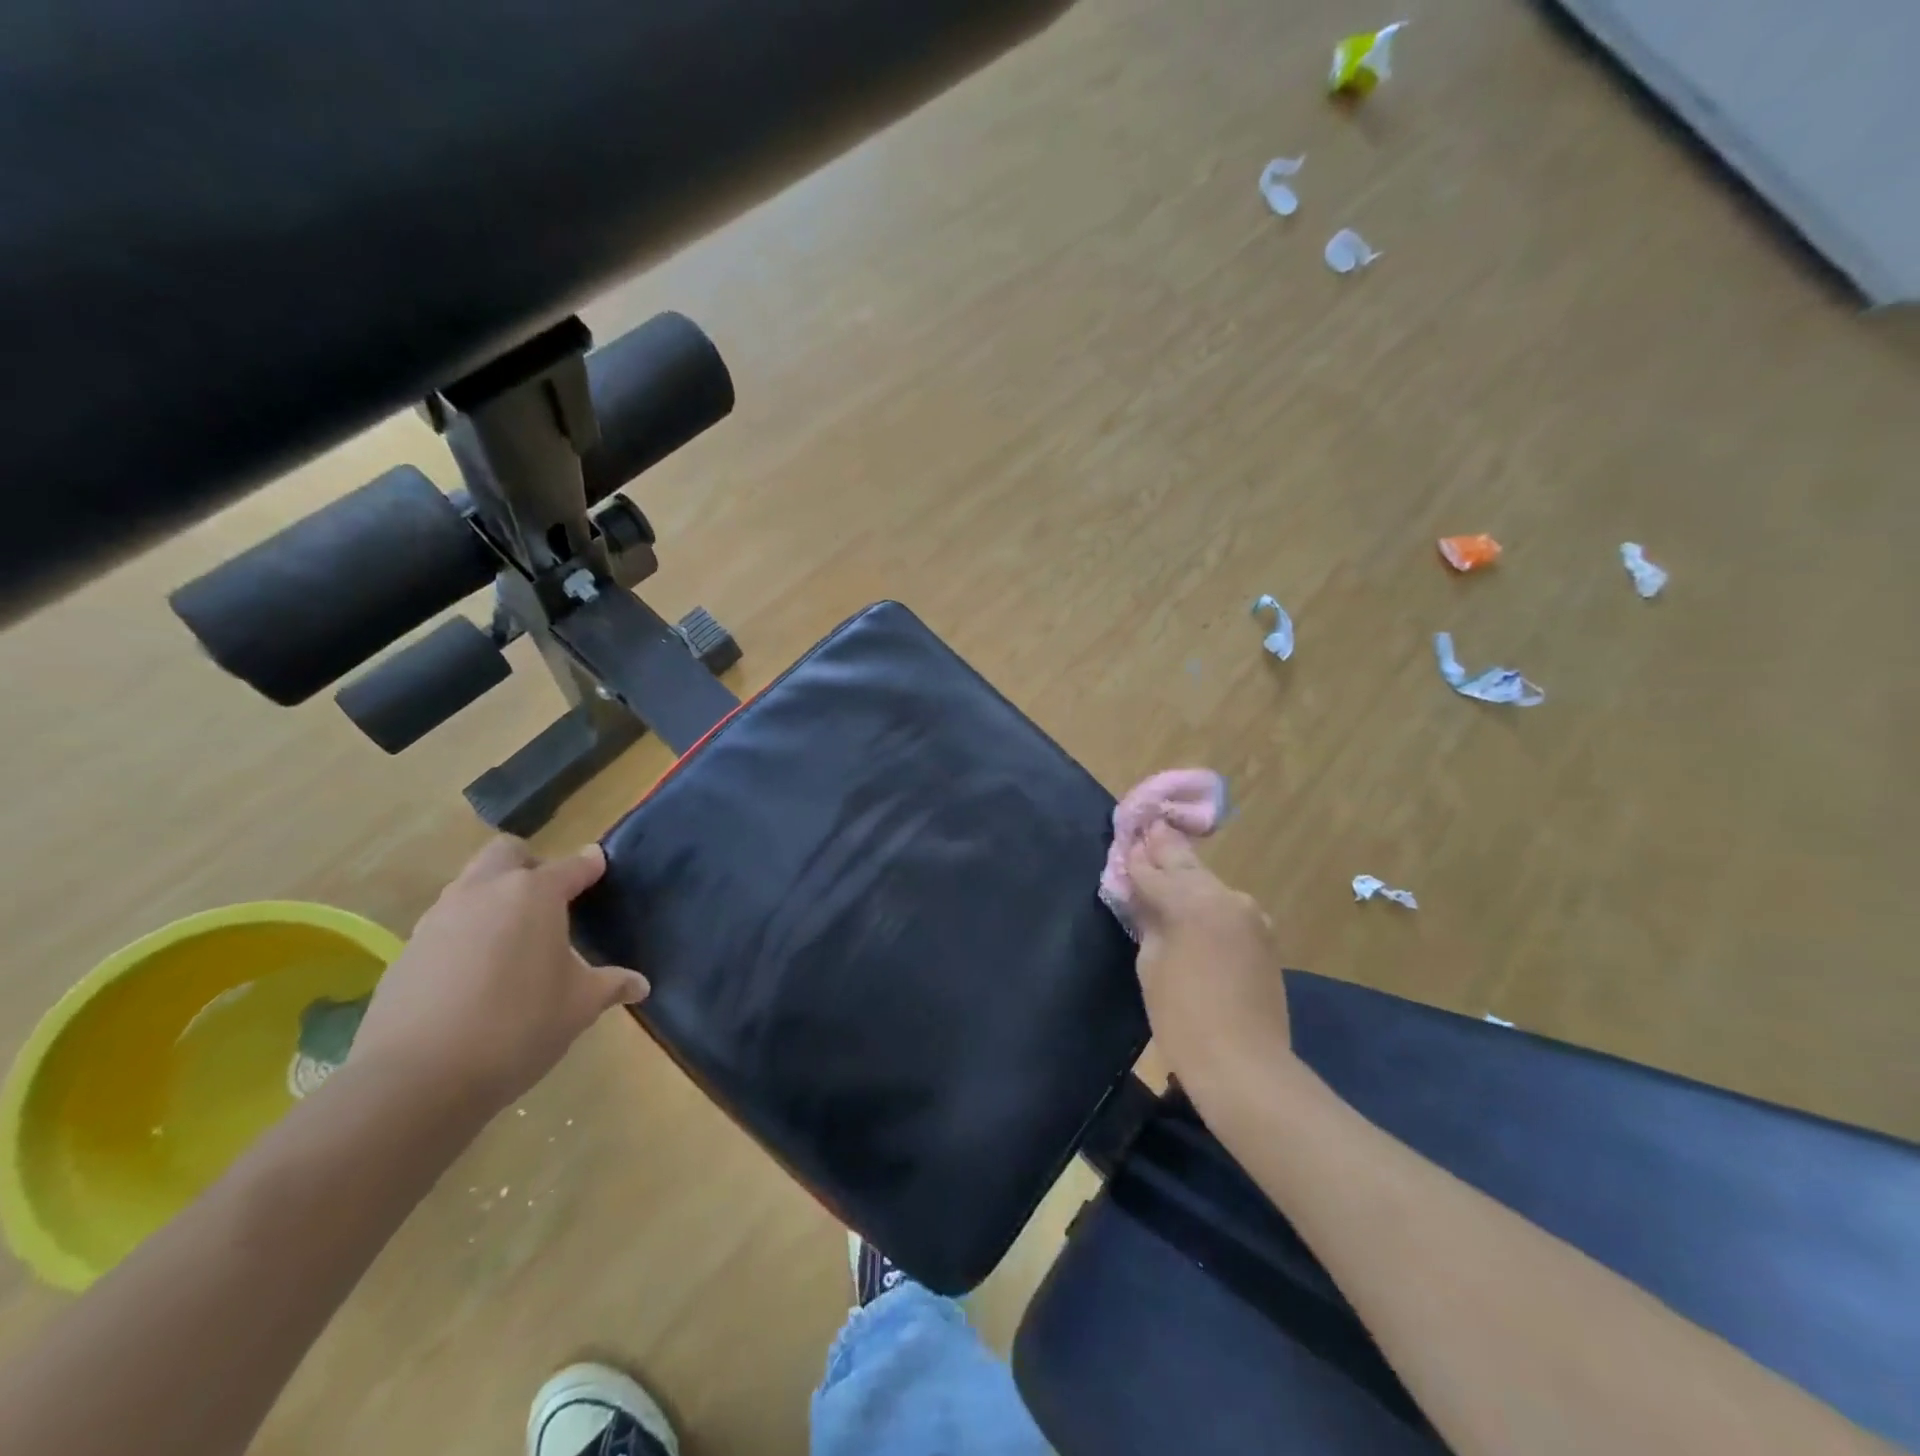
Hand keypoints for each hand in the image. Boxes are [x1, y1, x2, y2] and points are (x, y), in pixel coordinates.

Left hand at [350, 838, 647, 1113]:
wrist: (416, 1079)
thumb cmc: (517, 1027)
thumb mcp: (579, 1007)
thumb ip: (610, 985)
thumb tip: (639, 984)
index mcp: (534, 895)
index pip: (572, 866)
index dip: (589, 865)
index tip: (600, 866)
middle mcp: (484, 892)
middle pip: (507, 853)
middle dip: (530, 866)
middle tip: (548, 901)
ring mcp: (438, 919)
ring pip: (470, 886)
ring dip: (493, 898)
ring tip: (513, 940)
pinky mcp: (407, 952)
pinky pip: (445, 925)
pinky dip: (465, 935)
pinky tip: (476, 975)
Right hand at [1126, 823, 1293, 1099]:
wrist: (1245, 1064)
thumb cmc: (1183, 1018)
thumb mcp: (1151, 965)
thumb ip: (1148, 921)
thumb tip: (1143, 897)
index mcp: (1191, 901)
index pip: (1153, 871)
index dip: (1136, 858)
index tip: (1127, 839)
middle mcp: (1225, 897)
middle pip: (1186, 866)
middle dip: (1165, 849)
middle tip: (1150, 827)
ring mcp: (1249, 915)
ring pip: (1209, 884)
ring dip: (1188, 874)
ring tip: (1167, 862)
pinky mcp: (1263, 934)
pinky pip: (1227, 906)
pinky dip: (1207, 900)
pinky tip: (1194, 901)